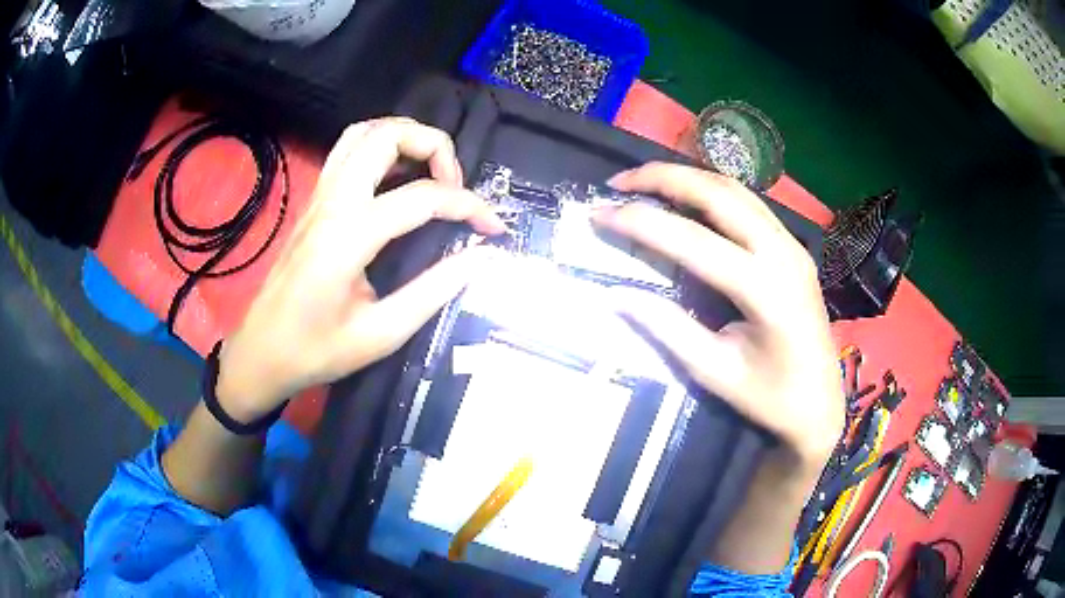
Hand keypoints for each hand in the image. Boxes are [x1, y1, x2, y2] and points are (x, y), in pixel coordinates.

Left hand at [216, 118, 504, 421]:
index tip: (493, 228)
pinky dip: (380, 147)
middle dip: (434, 146)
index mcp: (348, 236)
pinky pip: (347, 150)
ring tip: (431, 170)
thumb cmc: (315, 351)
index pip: (421, 198)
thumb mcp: (379, 335)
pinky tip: (397, 176)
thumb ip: (432, 292)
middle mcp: (332, 203)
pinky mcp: (314, 202)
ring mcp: (319, 197)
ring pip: (363, 133)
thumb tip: (478, 259)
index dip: (468, 206)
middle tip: (454, 185)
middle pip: (386, 136)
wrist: (261, 352)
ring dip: (404, 137)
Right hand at [593, 163, 843, 467]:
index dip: (641, 222)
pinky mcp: (794, 247)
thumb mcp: (713, 371)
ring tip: (645, 182)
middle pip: (718, 193)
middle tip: (619, 182)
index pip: (692, 240)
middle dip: (663, 178)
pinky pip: (749, 203)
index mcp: (764, 290)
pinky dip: (711, 191)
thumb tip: (615, 296)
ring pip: (735, 190)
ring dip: (688, 178)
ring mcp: (792, 245)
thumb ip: (666, 328)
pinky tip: (686, 198)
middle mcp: (782, 253)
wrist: (820, 404)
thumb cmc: (769, 398)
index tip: (599, 215)